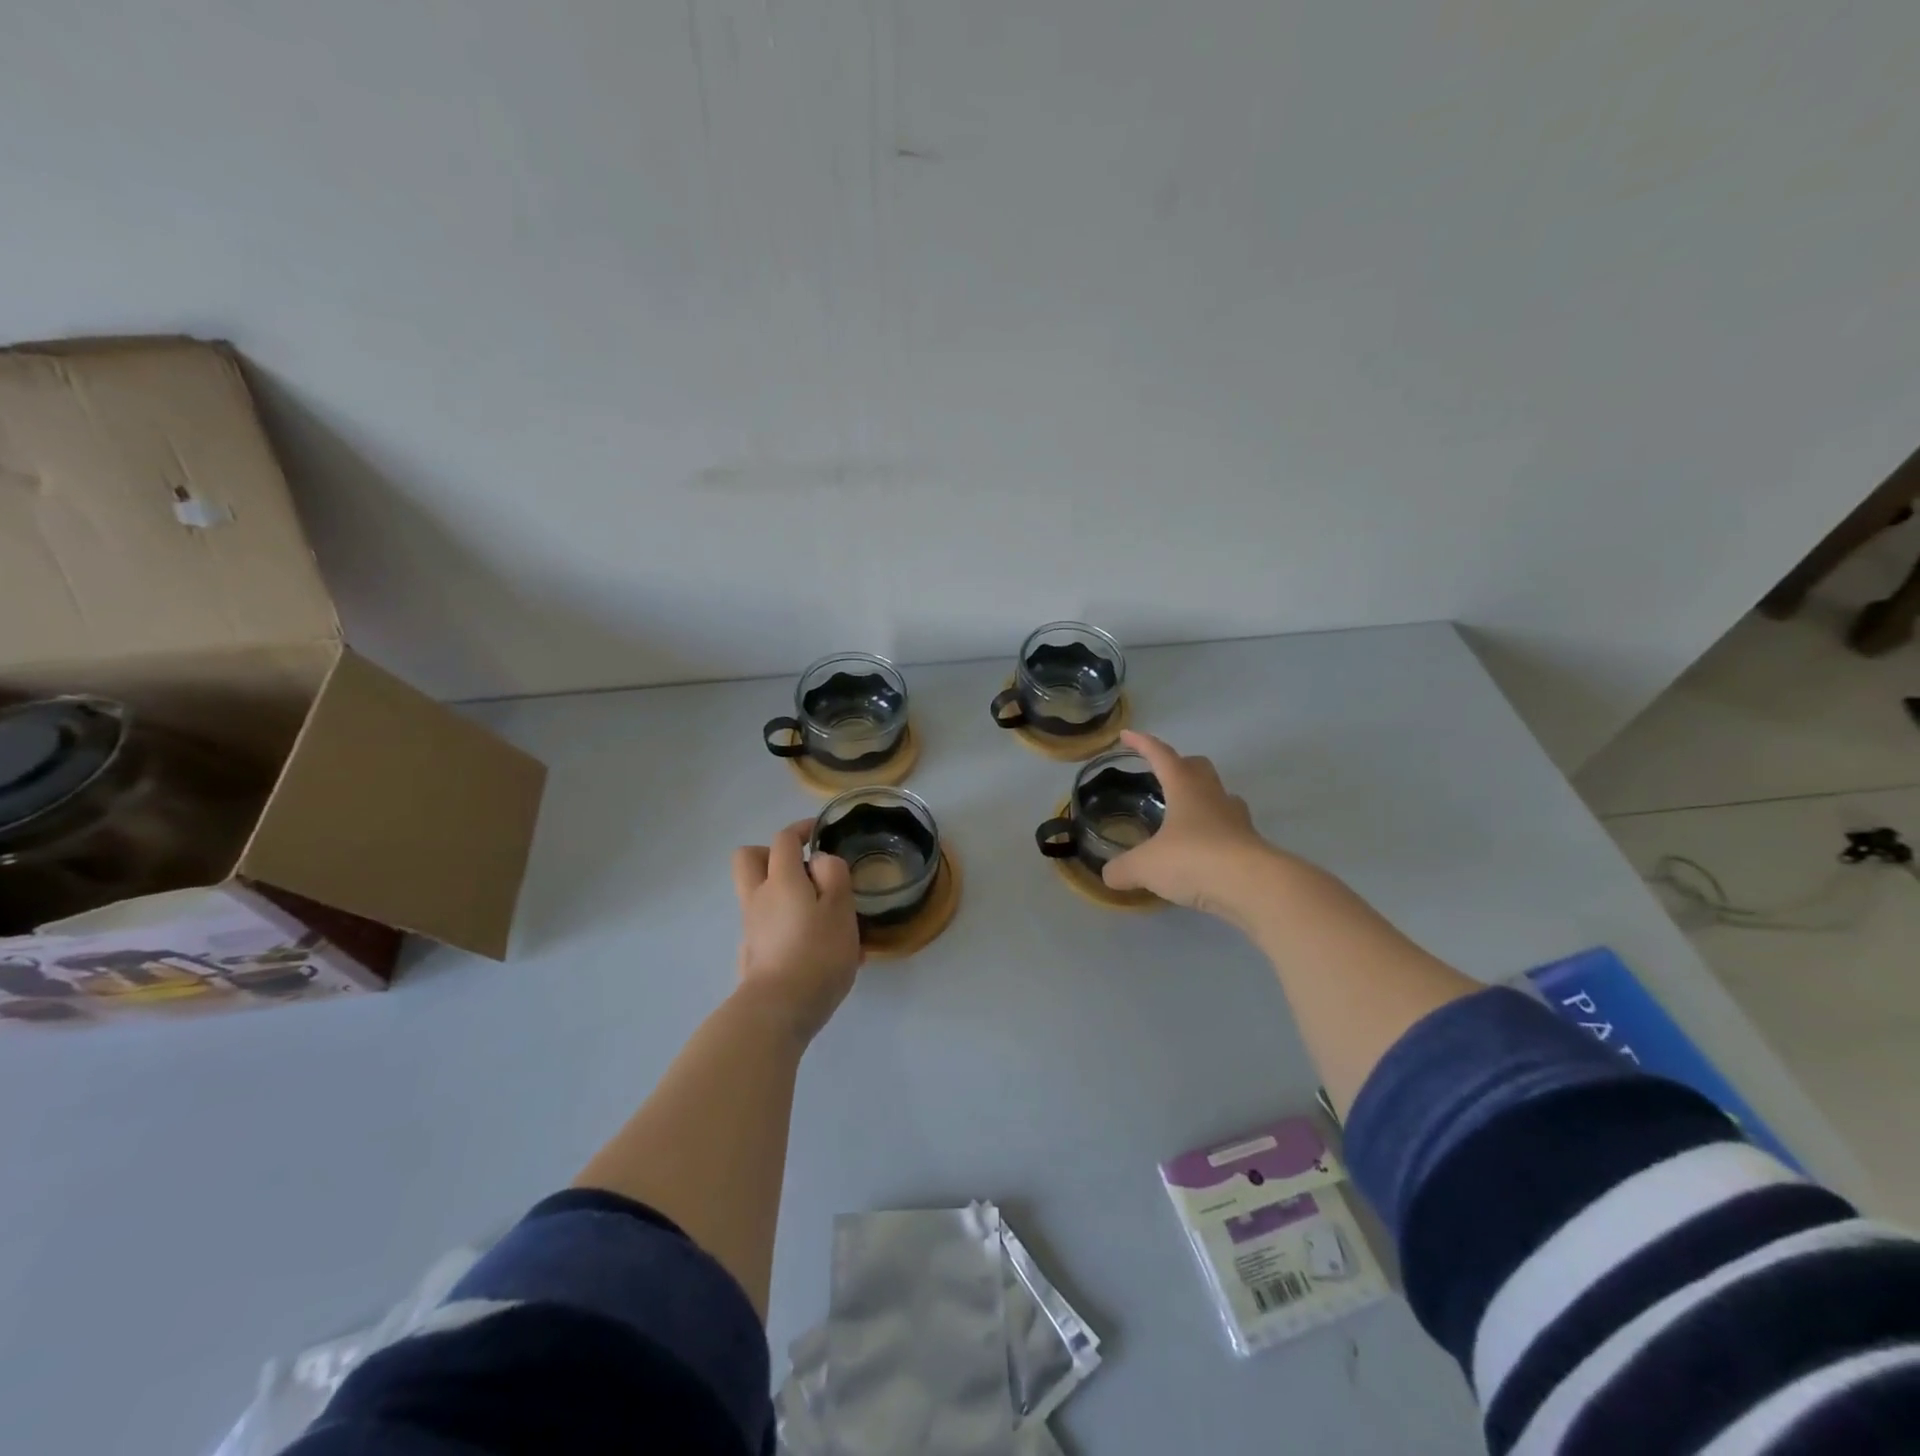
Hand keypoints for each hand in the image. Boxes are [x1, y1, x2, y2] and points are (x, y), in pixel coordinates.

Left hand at [730, 821, 863, 1042]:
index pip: (783, 839)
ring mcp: (751, 928)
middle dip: (772, 854)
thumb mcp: (840, 908)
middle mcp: (758, 897)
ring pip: (758, 894)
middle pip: (749, 859)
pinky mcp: (751, 954)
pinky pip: (767, 925)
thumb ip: (834, 875)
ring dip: (782, 892)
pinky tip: (815, 948)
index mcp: (781, 879)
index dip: (801, 829)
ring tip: (821, 914)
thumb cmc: (816, 953)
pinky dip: (785, 924)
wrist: (778, 1010)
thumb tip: (819, 861)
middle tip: (802, 867)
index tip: (819, 832)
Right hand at [1102, 730, 1277, 918]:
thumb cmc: (1193, 860)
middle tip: (1161, 776)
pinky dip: (1213, 834)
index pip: (1161, 755)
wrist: (1253, 887)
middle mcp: (1213, 796)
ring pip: (1218, 797)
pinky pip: (1228, 830)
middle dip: (1179, 765)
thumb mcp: (1145, 866)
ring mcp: (1236, 820)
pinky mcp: (1250, 845)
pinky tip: (1201, 851)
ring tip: (1182, 815)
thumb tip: (1109, 875)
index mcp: (1185, 788)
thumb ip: (1123, 868)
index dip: (1142, 743)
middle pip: (1198, 767)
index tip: (1126, 735)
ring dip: (1201, 799)